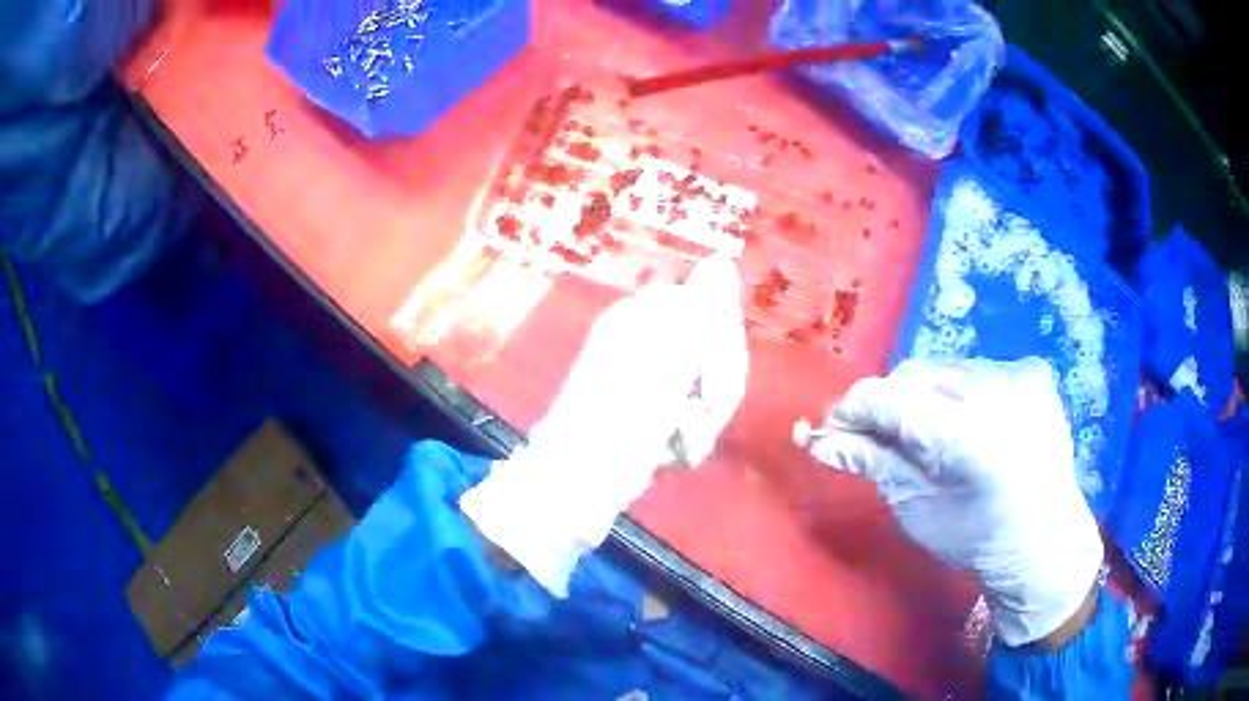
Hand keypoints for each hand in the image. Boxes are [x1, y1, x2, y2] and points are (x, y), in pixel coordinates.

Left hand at [460, 256, 748, 595]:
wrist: (573, 494)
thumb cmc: (612, 431)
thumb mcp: (662, 373)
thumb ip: (700, 317)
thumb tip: (722, 259)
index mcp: (641, 319)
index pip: (709, 311)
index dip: (722, 350)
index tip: (713, 389)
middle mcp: (647, 340)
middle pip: (715, 350)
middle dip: (715, 393)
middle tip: (694, 421)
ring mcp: (651, 377)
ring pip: (711, 387)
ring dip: (702, 424)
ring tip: (674, 447)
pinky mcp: (655, 410)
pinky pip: (696, 413)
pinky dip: (689, 440)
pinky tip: (668, 456)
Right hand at [805, 358, 1102, 646]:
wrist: (1046, 543)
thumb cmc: (978, 540)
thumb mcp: (918, 511)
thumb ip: (873, 464)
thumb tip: (820, 439)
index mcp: (969, 439)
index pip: (891, 397)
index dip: (853, 410)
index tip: (833, 429)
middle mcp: (998, 392)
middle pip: (916, 375)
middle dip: (891, 403)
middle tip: (882, 438)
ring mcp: (1021, 375)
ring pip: (945, 368)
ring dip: (926, 397)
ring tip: (932, 435)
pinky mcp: (1034, 371)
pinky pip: (978, 370)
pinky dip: (960, 393)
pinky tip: (971, 425)